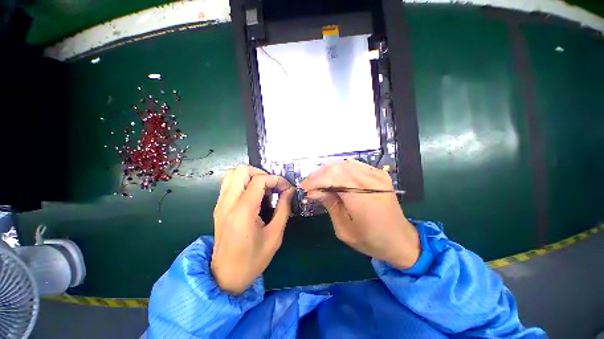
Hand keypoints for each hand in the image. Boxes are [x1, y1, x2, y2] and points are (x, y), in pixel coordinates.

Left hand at [211, 165, 294, 294]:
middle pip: (242, 170)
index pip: (259, 180)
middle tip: (272, 186)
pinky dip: (243, 182)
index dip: (276, 180)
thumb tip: (289, 191)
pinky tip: (253, 195)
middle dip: (261, 173)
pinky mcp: (218, 207)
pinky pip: (229, 183)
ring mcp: (220, 204)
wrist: (225, 277)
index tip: (286, 189)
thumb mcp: (275, 235)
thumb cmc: (252, 260)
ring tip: (263, 189)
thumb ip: (283, 209)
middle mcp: (228, 203)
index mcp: (242, 212)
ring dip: (251, 176)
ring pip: (233, 174)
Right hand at [300, 160, 419, 268]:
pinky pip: (354, 165)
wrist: (401, 240)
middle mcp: (371, 181)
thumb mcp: (344, 229)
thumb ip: (329, 205)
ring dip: (328, 170)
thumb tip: (313, 192)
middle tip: (309, 184)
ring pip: (344, 163)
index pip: (333, 178)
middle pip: (338, 167)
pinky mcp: (378, 174)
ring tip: (318, 180)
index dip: (315, 181)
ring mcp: (377, 175)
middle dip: (319, 174)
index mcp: (363, 198)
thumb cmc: (372, 240)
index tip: (304, 188)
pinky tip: (332, 177)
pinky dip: (339, 169)